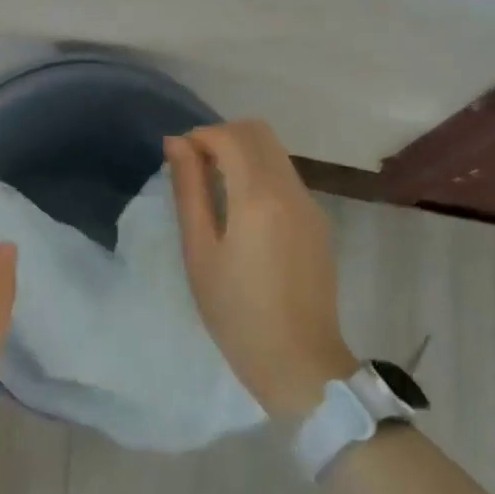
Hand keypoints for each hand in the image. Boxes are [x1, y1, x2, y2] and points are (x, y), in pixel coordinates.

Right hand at [165, 120, 356, 416]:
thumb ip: (189, 189)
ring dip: (242, 153)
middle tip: (196, 168)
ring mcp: (310, 205)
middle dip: (222, 137)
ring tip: (214, 190)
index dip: (200, 135)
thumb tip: (177, 143)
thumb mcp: (199, 250)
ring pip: (275, 152)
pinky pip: (286, 177)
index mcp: (259, 197)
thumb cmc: (235, 312)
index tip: (179, 159)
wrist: (299, 362)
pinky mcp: (317, 222)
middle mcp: (291, 190)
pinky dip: (259, 173)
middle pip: (259, 132)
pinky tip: (241, 211)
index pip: (231, 135)